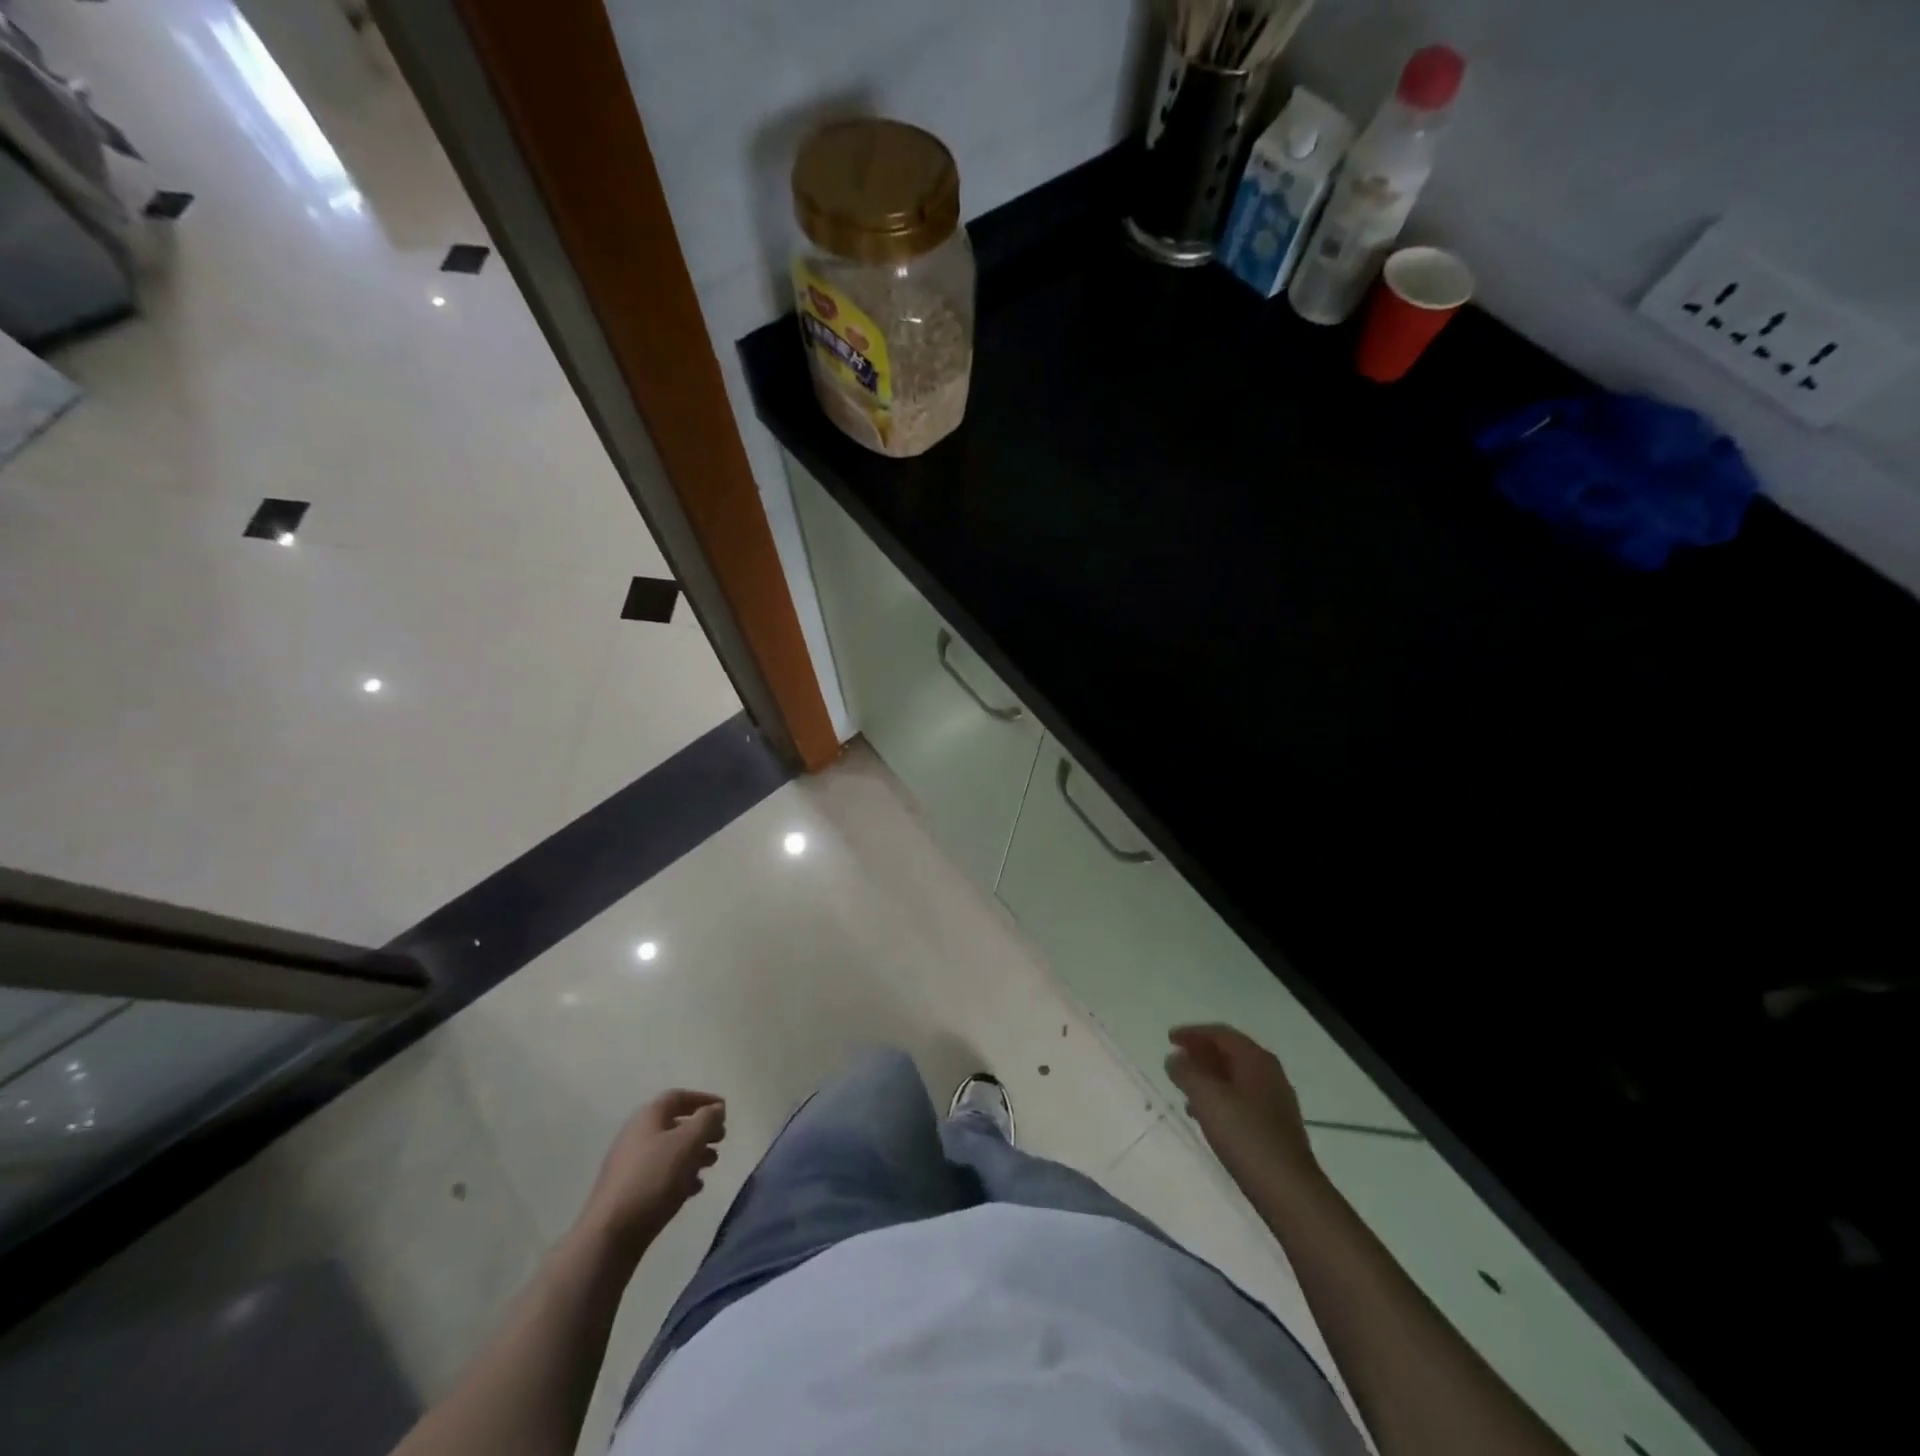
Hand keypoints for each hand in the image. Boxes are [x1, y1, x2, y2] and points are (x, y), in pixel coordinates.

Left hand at [577, 1089, 725, 1256]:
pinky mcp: (628, 1190)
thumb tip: (716, 1109)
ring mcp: (630, 1164)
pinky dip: (680, 1175)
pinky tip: (693, 1189)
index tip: (724, 1110)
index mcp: (648, 1116)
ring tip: (711, 1165)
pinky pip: (660, 1174)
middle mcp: (636, 1134)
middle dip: (701, 1130)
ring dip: (694, 1153)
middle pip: (675, 1124)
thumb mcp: (688, 1143)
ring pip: (669, 1150)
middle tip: (720, 1140)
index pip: (678, 1096)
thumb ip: (707, 1120)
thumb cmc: (653, 1179)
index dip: (703, 1099)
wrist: (610, 1234)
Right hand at [1166, 1024, 1318, 1192]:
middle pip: (1230, 1053)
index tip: (1169, 1039)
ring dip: (1209, 1076)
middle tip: (1176, 1057)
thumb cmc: (1246, 1137)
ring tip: (1184, 1086)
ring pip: (1236, 1077)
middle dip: (1201, 1052)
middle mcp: (1269, 1074)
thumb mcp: (1207, 1099)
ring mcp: (1275, 1101)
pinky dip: (1220, 1097)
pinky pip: (1242, 1099)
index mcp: (1256, 1060)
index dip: (1193, 1032)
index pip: (1221, 1034)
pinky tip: (1205, 1115)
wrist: (1290, 1192)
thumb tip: (1175, 1058)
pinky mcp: (1275, 1127)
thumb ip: (1186, 1073)